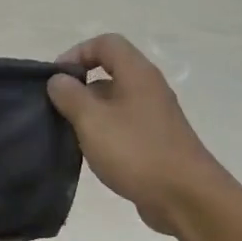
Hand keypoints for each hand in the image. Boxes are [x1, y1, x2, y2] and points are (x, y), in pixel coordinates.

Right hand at [47, 34, 230, 234]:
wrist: (185, 197)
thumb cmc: (136, 151)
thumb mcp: (93, 121)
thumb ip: (71, 96)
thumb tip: (58, 79)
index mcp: (137, 74)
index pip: (106, 43)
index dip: (77, 53)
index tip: (56, 79)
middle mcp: (149, 89)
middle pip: (111, 71)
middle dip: (80, 87)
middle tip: (57, 110)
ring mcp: (155, 116)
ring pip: (116, 102)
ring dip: (91, 113)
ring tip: (69, 134)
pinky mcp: (156, 142)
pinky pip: (124, 126)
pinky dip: (105, 133)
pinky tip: (92, 155)